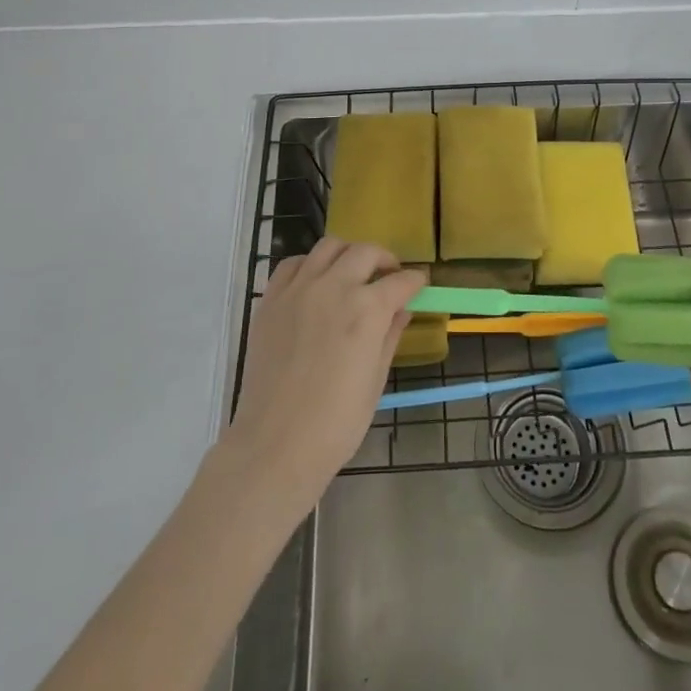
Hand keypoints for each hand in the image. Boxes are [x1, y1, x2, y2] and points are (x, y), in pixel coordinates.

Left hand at [224, 238, 422, 512]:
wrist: (276, 444)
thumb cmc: (336, 422)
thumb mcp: (375, 379)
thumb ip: (390, 336)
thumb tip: (401, 311)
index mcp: (366, 310)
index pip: (401, 281)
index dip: (415, 281)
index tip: (420, 284)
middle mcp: (333, 287)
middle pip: (365, 252)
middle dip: (384, 260)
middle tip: (389, 277)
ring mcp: (298, 290)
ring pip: (329, 247)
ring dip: (348, 254)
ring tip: (353, 273)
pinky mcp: (271, 300)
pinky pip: (293, 264)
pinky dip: (310, 264)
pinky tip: (316, 283)